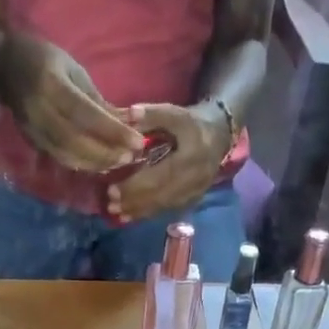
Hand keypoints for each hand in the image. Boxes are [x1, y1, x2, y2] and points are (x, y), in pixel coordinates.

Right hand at [0, 35, 144, 172]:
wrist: (4, 66)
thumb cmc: (46, 60)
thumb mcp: (74, 71)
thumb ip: (98, 100)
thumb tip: (128, 122)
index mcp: (52, 86)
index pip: (87, 115)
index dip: (113, 132)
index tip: (138, 141)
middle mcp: (41, 112)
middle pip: (77, 142)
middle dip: (106, 153)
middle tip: (130, 157)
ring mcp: (33, 130)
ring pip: (68, 156)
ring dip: (96, 163)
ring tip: (118, 163)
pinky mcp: (32, 141)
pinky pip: (60, 158)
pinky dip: (82, 164)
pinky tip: (99, 164)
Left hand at [106, 102, 232, 222]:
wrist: (218, 136)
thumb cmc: (191, 123)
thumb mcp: (175, 113)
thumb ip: (152, 115)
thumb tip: (129, 114)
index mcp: (192, 155)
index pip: (160, 175)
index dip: (135, 185)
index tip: (111, 189)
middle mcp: (195, 178)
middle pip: (160, 194)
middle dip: (133, 201)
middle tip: (110, 204)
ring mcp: (195, 192)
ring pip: (163, 205)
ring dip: (138, 211)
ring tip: (115, 212)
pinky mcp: (192, 200)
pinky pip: (167, 209)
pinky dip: (147, 213)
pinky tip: (129, 216)